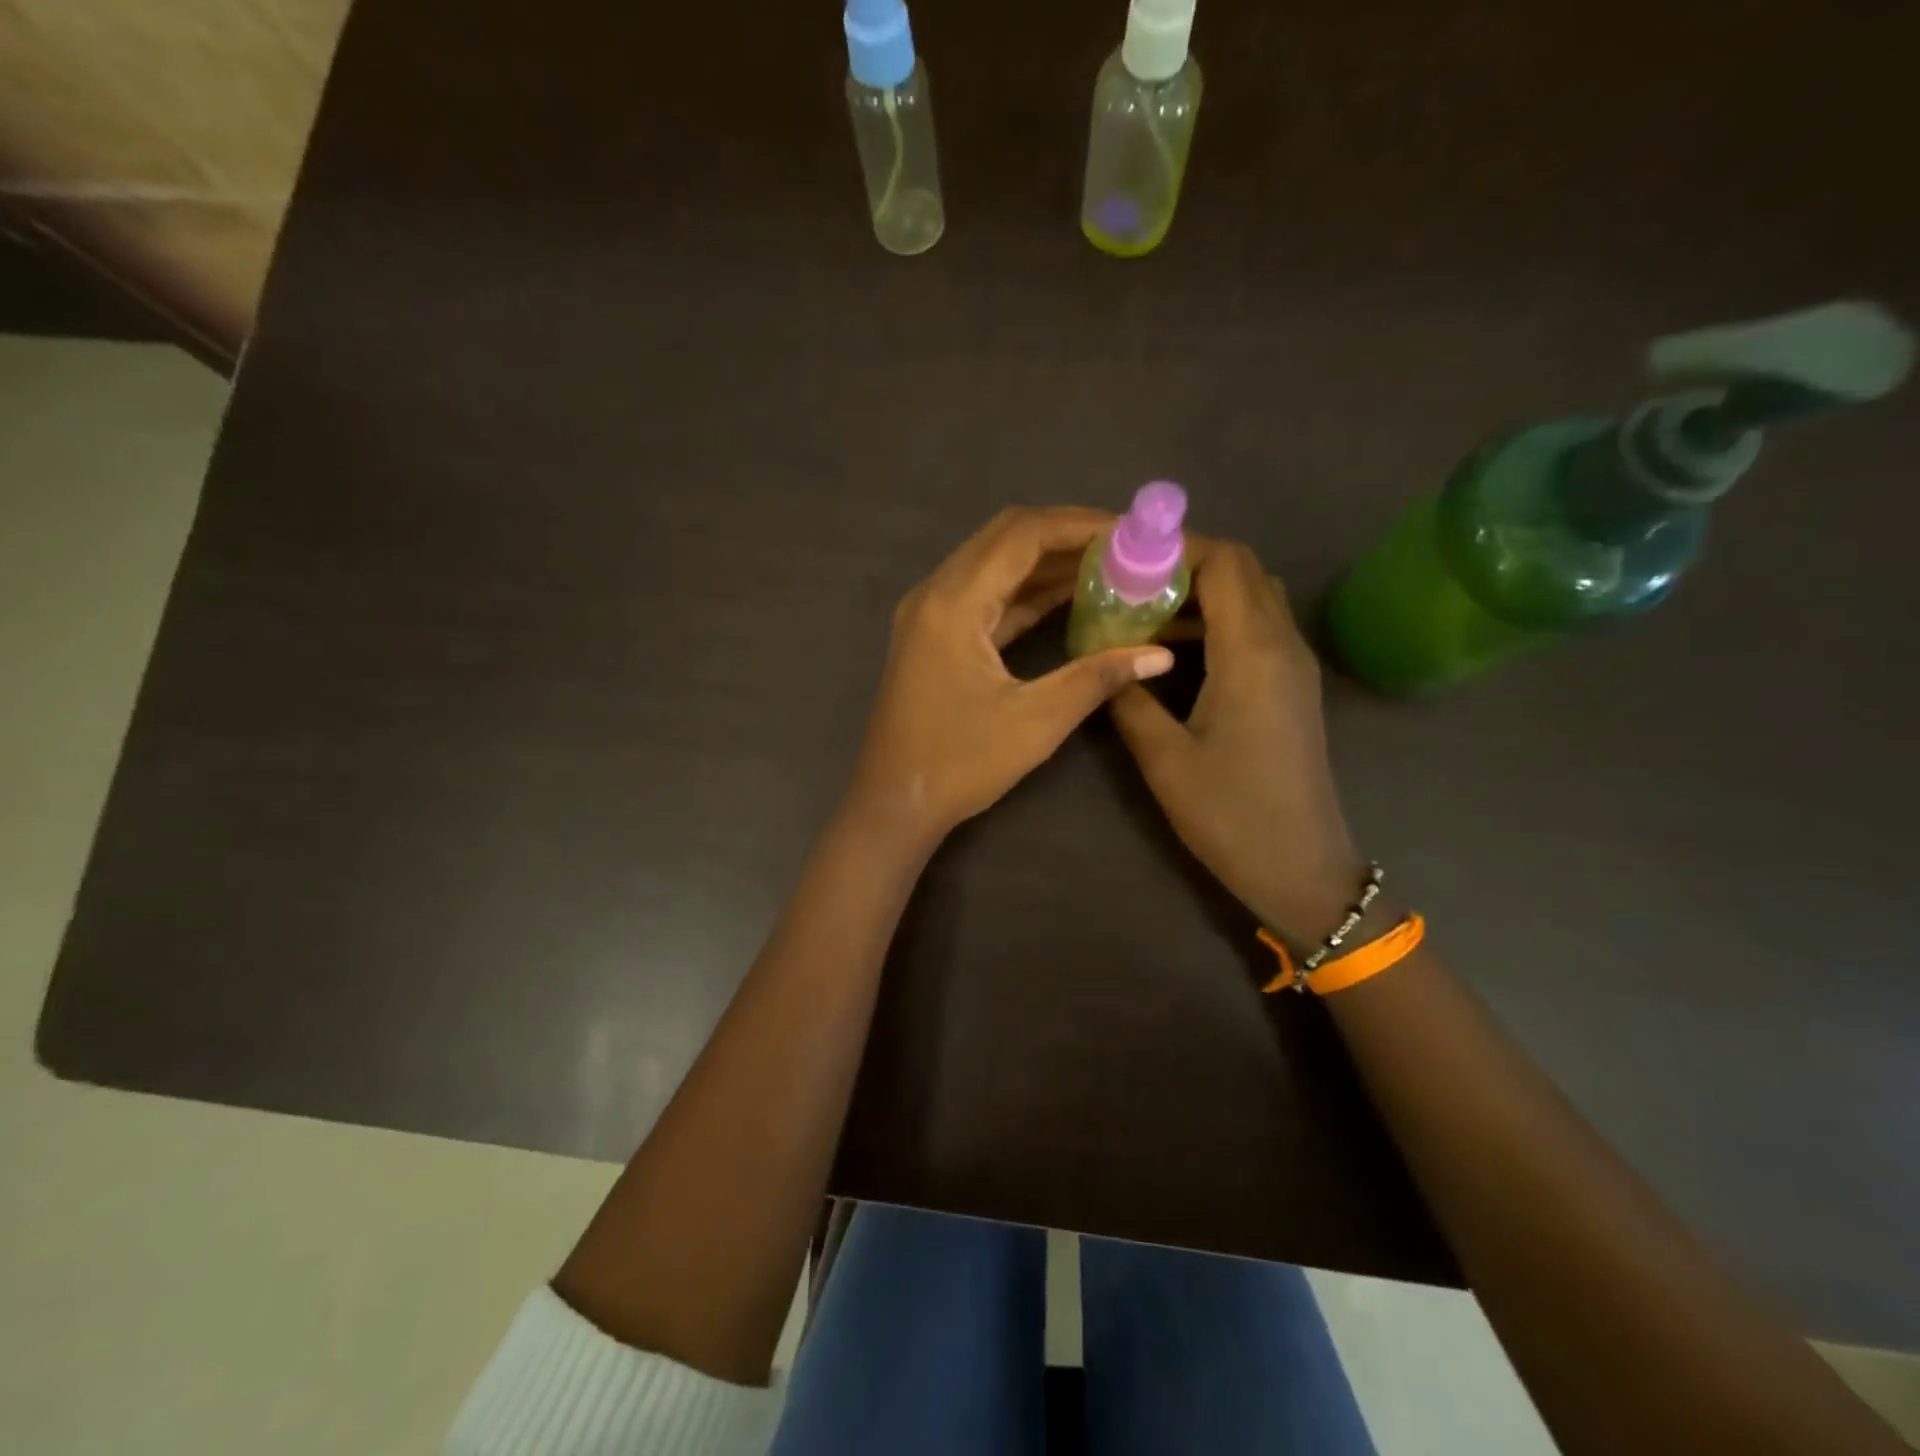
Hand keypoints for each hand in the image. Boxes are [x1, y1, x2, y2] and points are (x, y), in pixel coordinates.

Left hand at [847, 507, 1176, 852]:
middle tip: (1124, 546)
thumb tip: (1159, 655)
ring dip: (1047, 563)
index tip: (1131, 532)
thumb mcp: (1035, 721)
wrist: (895, 804)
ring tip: (1108, 566)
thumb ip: (1096, 678)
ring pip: (995, 566)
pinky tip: (1070, 598)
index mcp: (953, 603)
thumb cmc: (959, 764)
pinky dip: (1027, 592)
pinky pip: (986, 597)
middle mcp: (936, 593)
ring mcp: (931, 614)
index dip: (1080, 525)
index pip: (1022, 535)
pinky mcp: (935, 636)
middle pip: (1006, 538)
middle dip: (1067, 535)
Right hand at [1111, 538, 1365, 942]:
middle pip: (1243, 569)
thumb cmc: (1230, 813)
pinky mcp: (1293, 685)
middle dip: (1185, 565)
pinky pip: (1259, 627)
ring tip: (1144, 616)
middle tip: (1129, 588)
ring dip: (1202, 593)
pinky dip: (1219, 620)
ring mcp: (1294, 664)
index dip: (1174, 550)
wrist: (1300, 866)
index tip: (1124, 564)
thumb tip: (1103, 660)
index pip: (1223, 563)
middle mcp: (1282, 644)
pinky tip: (1176, 651)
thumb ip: (1129, 698)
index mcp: (1251, 652)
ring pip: (1253, 596)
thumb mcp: (1164, 758)